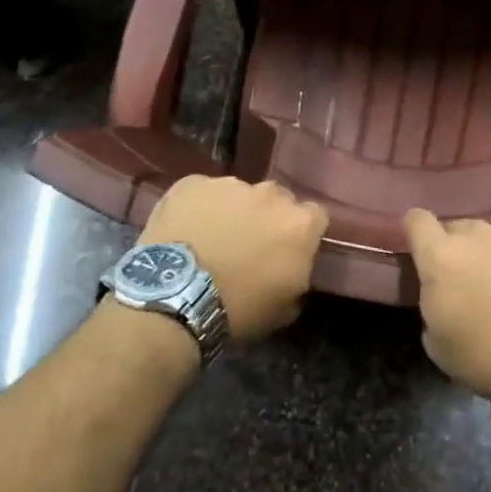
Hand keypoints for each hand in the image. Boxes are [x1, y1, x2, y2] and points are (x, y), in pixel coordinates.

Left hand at [141, 176, 328, 340]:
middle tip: (248, 244)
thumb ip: (298, 278)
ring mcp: (230, 184)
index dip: (302, 233)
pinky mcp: (192, 183)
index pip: (315, 216)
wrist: (175, 299)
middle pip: (277, 199)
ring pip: (238, 194)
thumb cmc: (238, 309)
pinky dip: (198, 208)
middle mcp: (270, 194)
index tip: (288, 249)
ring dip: (232, 211)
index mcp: (299, 224)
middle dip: (267, 217)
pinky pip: (202, 193)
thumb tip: (292, 270)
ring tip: (211, 238)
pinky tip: (185, 231)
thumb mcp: (284, 308)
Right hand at [403, 211, 490, 396]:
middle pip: (461, 229)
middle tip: (472, 281)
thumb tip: (443, 293)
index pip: (417, 221)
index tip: (423, 247)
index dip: (417, 231)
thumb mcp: (437, 343)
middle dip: (461, 249)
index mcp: (441, 257)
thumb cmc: (485, 358)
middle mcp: (477, 235)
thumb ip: (432, 303)